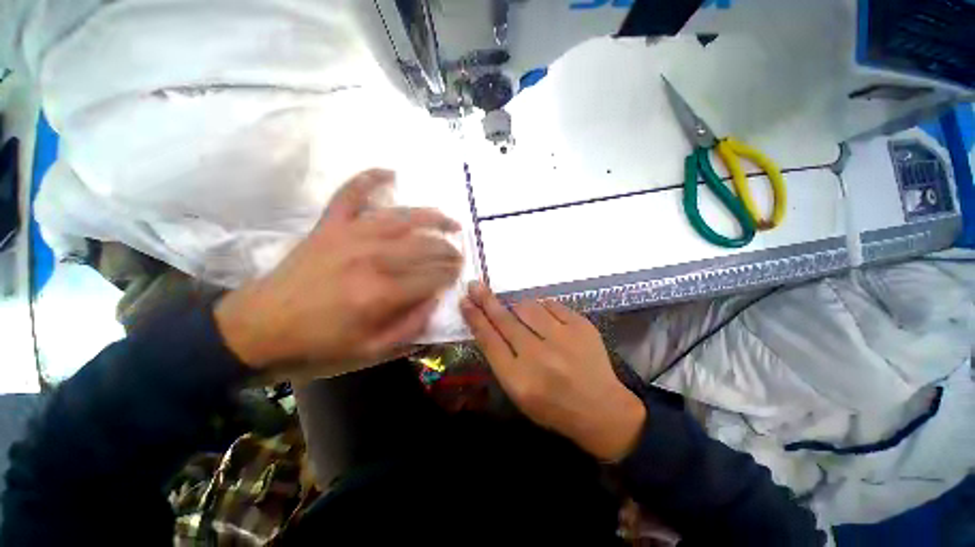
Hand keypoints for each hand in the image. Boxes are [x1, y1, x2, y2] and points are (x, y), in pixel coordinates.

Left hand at [215, 169, 462, 379]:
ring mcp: (348, 235)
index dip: (450, 274)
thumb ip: (409, 327)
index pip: (431, 276)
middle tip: (458, 254)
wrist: (259, 328)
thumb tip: (435, 300)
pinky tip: (390, 172)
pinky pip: (350, 193)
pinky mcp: (329, 225)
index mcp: (381, 293)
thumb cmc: (317, 344)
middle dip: (448, 250)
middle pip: (424, 246)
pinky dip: (369, 178)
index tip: (459, 274)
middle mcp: (371, 257)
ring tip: (449, 220)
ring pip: (402, 217)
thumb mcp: (370, 351)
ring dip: (431, 217)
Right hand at [460, 282, 645, 460]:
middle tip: (475, 285)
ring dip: (518, 307)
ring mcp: (562, 338)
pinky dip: (543, 308)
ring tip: (520, 313)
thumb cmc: (553, 406)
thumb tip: (489, 324)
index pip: (489, 340)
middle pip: (505, 320)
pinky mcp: (581, 326)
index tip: (465, 301)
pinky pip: (551, 304)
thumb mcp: (519, 392)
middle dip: (486, 300)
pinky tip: (545, 319)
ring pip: (528, 307)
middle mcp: (538, 356)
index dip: (475, 318)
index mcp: (519, 379)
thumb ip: (501, 359)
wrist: (602, 409)